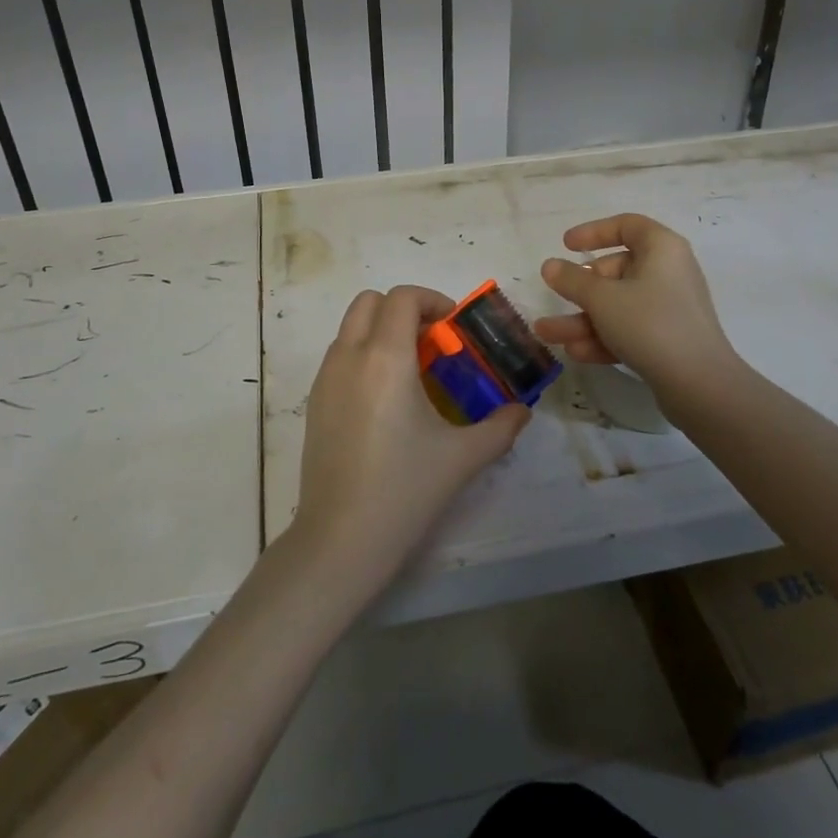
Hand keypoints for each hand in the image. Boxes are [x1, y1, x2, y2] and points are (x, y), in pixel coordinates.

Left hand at [290, 286, 528, 594]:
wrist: (340, 540)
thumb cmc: (404, 490)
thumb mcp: (462, 458)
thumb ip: (500, 427)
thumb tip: (523, 411)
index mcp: (385, 358)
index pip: (402, 297)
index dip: (431, 300)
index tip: (453, 327)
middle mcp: (350, 356)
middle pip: (370, 301)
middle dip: (403, 309)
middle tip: (432, 342)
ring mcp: (325, 378)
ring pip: (351, 327)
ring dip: (381, 330)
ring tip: (411, 371)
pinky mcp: (314, 402)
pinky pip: (339, 356)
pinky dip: (363, 354)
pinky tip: (385, 400)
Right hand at [536, 214, 738, 403]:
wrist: (700, 386)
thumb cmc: (650, 324)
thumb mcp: (602, 298)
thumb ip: (572, 280)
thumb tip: (550, 265)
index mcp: (662, 249)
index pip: (627, 226)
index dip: (594, 231)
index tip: (566, 245)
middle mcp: (668, 273)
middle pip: (616, 271)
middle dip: (579, 289)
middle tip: (556, 297)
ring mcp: (669, 308)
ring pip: (618, 306)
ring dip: (582, 319)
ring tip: (547, 334)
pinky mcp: (668, 340)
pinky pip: (629, 329)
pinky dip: (603, 337)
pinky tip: (575, 352)